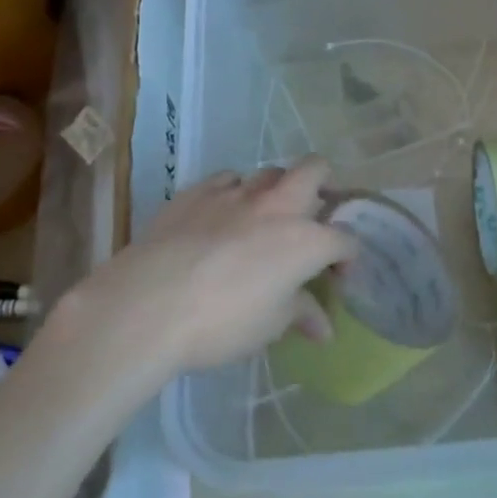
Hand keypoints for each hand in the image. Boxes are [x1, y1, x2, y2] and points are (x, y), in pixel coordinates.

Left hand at [42, 159, 355, 391]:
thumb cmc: (221, 322)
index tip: (337, 275)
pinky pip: (227, 180)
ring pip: (270, 171)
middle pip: (316, 169)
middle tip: (314, 215)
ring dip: (277, 189)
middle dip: (325, 185)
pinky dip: (234, 193)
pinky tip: (222, 215)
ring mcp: (236, 192)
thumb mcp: (269, 326)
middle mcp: (277, 205)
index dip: (348, 256)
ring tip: (266, 216)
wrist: (148, 305)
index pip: (344, 238)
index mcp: (305, 240)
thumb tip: (324, 327)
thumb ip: (301, 315)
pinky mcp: (197, 191)